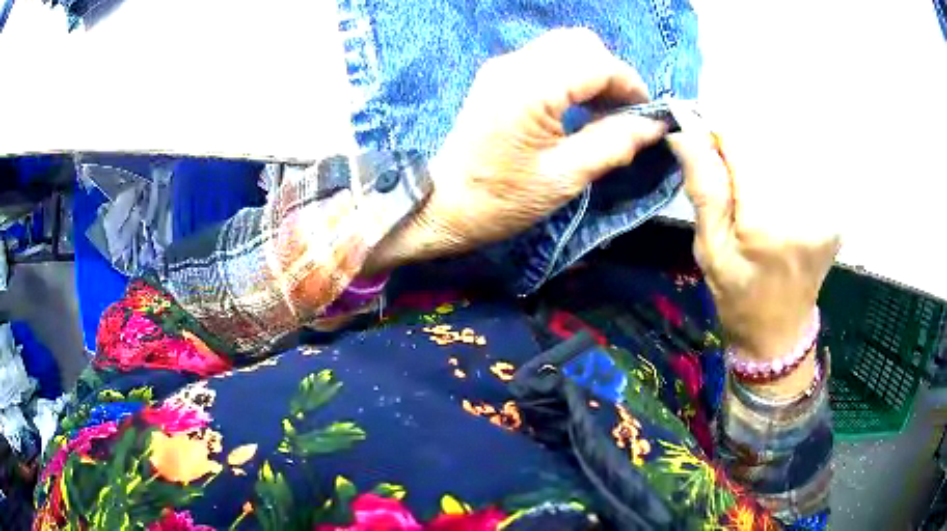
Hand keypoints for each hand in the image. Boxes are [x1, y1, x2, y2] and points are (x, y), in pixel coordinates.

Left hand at [375, 28, 666, 265]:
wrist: (441, 205)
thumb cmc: (500, 199)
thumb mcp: (565, 178)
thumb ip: (614, 144)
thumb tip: (653, 126)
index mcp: (531, 88)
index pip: (597, 62)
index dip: (630, 84)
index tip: (647, 113)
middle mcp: (515, 64)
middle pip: (580, 43)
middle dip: (612, 72)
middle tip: (623, 111)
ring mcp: (503, 66)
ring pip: (564, 46)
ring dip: (593, 72)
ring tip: (604, 112)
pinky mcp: (497, 76)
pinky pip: (546, 59)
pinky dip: (572, 75)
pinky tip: (578, 106)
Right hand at [667, 132, 840, 362]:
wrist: (779, 333)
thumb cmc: (738, 298)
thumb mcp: (710, 250)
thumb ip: (704, 190)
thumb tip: (686, 134)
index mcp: (767, 224)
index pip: (741, 144)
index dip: (718, 137)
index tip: (705, 146)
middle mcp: (803, 211)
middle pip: (766, 144)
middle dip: (742, 151)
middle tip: (732, 182)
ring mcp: (825, 213)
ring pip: (786, 154)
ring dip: (765, 162)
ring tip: (756, 196)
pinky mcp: (834, 215)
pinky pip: (805, 174)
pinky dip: (785, 176)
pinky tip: (777, 203)